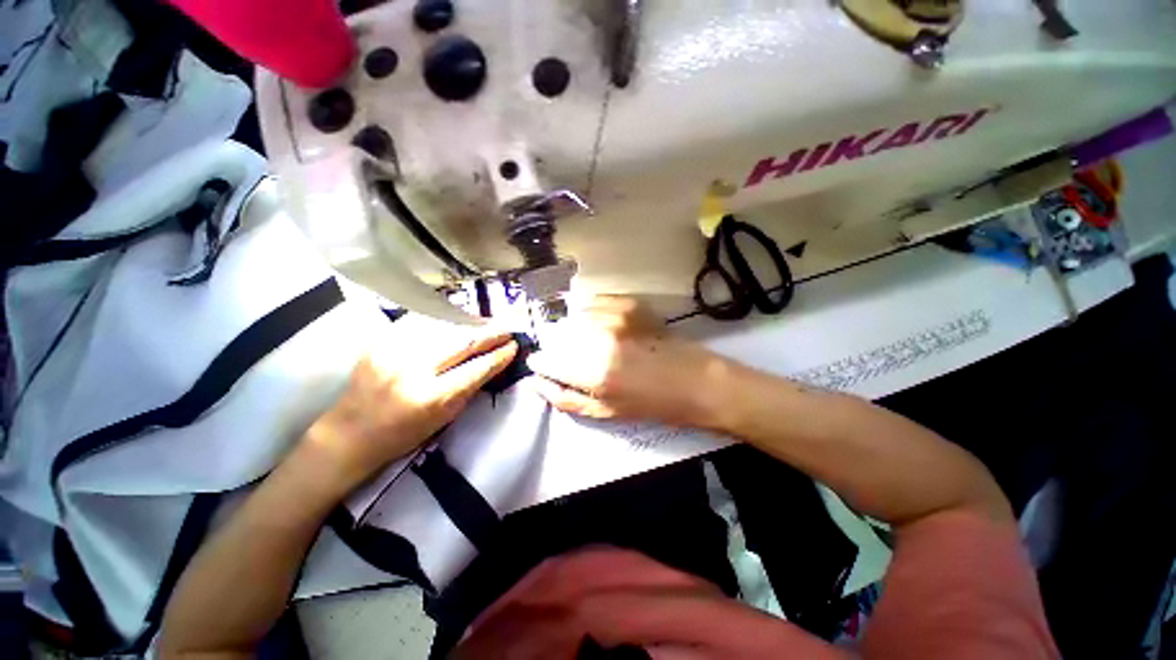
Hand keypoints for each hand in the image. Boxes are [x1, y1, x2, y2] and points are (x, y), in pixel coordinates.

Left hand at [300, 332, 517, 491]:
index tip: (513, 346)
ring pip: (444, 326)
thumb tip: (493, 362)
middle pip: (462, 341)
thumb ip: (470, 387)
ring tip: (485, 322)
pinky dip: (444, 319)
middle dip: (490, 333)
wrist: (351, 432)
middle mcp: (412, 369)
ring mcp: (394, 350)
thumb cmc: (403, 434)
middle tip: (506, 329)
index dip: (499, 355)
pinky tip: (456, 319)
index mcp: (431, 397)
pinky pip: (421, 322)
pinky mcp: (381, 340)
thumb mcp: (445, 418)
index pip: (477, 369)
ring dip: (470, 322)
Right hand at [526, 297, 723, 427]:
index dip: (541, 363)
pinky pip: (594, 302)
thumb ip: (566, 398)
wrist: (696, 381)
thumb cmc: (652, 404)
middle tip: (577, 357)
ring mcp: (616, 316)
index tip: (543, 364)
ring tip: (595, 342)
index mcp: (594, 373)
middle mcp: (601, 339)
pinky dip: (590, 313)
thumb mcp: (606, 412)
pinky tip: (603, 325)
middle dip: (559, 348)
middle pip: (558, 336)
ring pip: (574, 317)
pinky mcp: (629, 303)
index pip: (547, 360)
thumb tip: (534, 382)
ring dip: (575, 330)